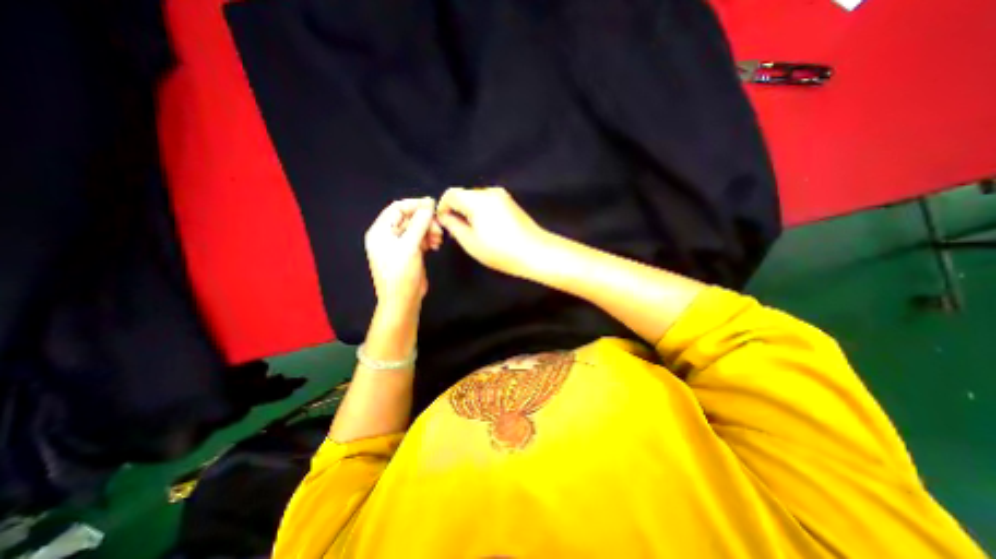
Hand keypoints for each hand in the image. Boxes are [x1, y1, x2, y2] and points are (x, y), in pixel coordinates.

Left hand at [364, 198, 440, 316]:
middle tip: (439, 229)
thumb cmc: (401, 273)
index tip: (433, 206)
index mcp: (380, 231)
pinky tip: (436, 245)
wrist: (402, 301)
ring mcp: (399, 245)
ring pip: (416, 229)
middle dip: (425, 221)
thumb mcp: (410, 246)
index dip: (415, 205)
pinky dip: (428, 239)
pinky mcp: (409, 253)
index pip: (397, 208)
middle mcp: (388, 236)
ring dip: (429, 231)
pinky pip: (419, 239)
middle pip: (408, 219)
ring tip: (439, 240)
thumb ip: (419, 224)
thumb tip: (429, 205)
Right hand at [438, 185, 551, 277]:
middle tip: (456, 231)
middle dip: (456, 209)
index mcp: (478, 200)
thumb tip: (445, 216)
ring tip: (472, 232)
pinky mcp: (510, 203)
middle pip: (464, 195)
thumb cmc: (501, 251)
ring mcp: (502, 196)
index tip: (443, 223)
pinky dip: (481, 212)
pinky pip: (488, 202)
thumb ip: (454, 226)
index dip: (443, 207)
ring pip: (476, 199)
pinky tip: (486, 229)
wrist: (536, 252)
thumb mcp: (471, 242)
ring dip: (469, 211)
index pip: (451, 194)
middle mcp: (490, 192)